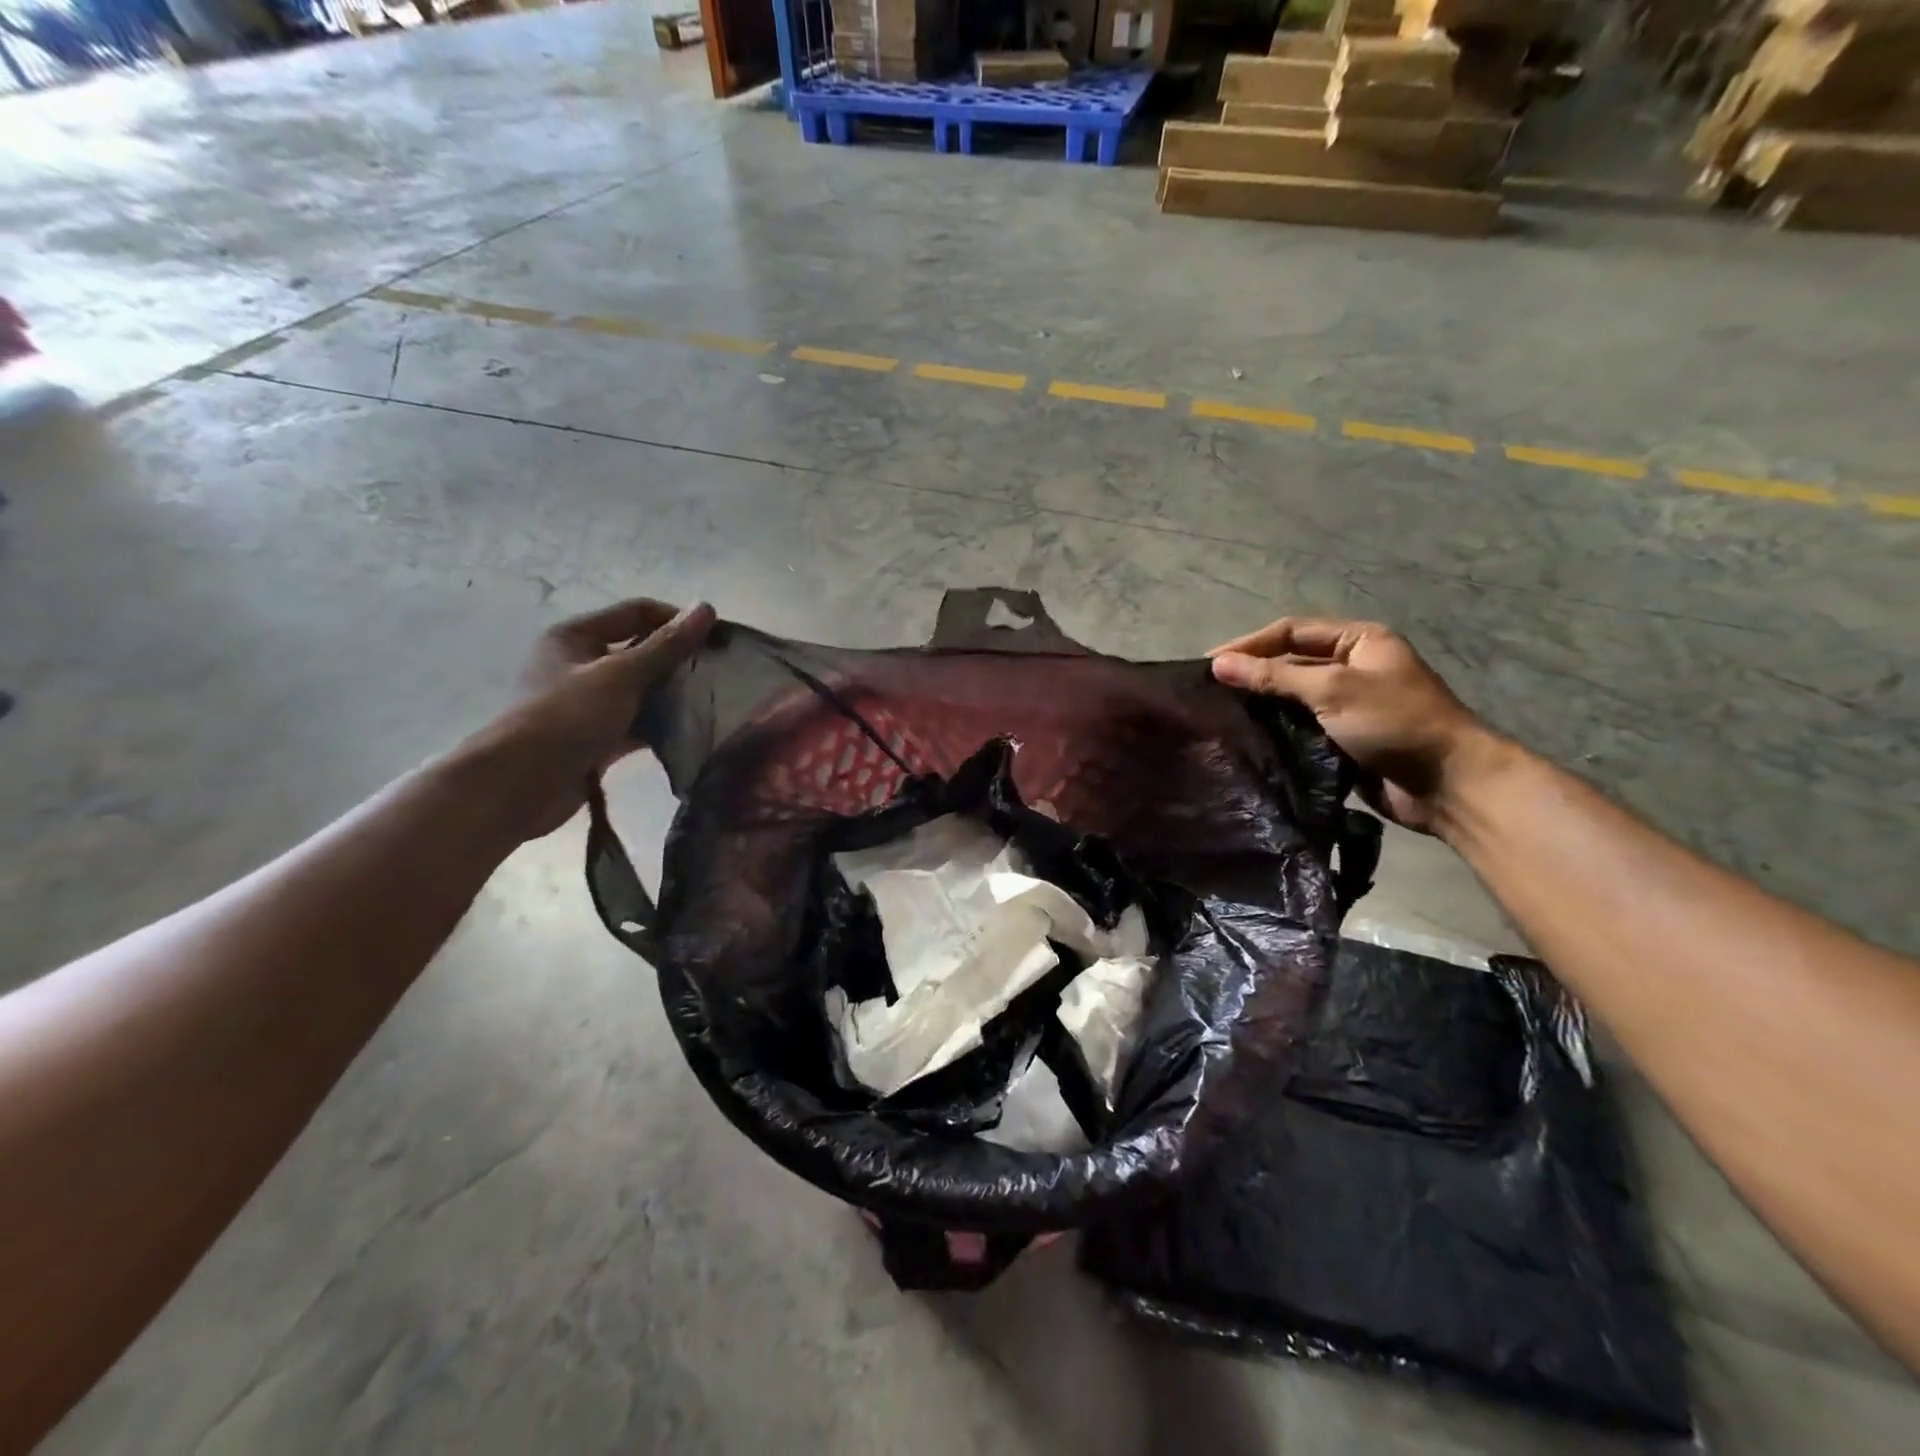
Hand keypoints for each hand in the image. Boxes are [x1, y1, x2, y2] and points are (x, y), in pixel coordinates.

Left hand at [461, 598, 715, 841]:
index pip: (637, 613)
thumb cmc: (567, 716)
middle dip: (679, 661)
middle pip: (640, 652)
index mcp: (576, 637)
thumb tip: (707, 608)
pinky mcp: (596, 737)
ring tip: (713, 703)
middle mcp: (580, 664)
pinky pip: (637, 723)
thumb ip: (667, 645)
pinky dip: (661, 726)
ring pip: (641, 690)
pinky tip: (692, 732)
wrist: (520, 785)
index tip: (717, 640)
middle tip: (720, 674)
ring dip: (673, 696)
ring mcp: (588, 703)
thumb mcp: (621, 675)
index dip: (677, 621)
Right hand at [1209, 617, 1497, 833]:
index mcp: (1359, 641)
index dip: (1249, 644)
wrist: (1448, 785)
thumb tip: (1218, 664)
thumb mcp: (1333, 690)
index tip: (1209, 664)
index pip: (1291, 631)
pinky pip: (1300, 728)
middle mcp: (1352, 667)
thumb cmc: (1396, 723)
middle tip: (1208, 691)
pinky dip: (1275, 731)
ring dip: (1261, 705)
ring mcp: (1348, 705)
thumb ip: (1274, 676)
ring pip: (1292, 698)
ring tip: (1218, 715)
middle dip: (1252, 674)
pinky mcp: (1343, 739)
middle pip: (1290, 662)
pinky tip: (1246, 739)